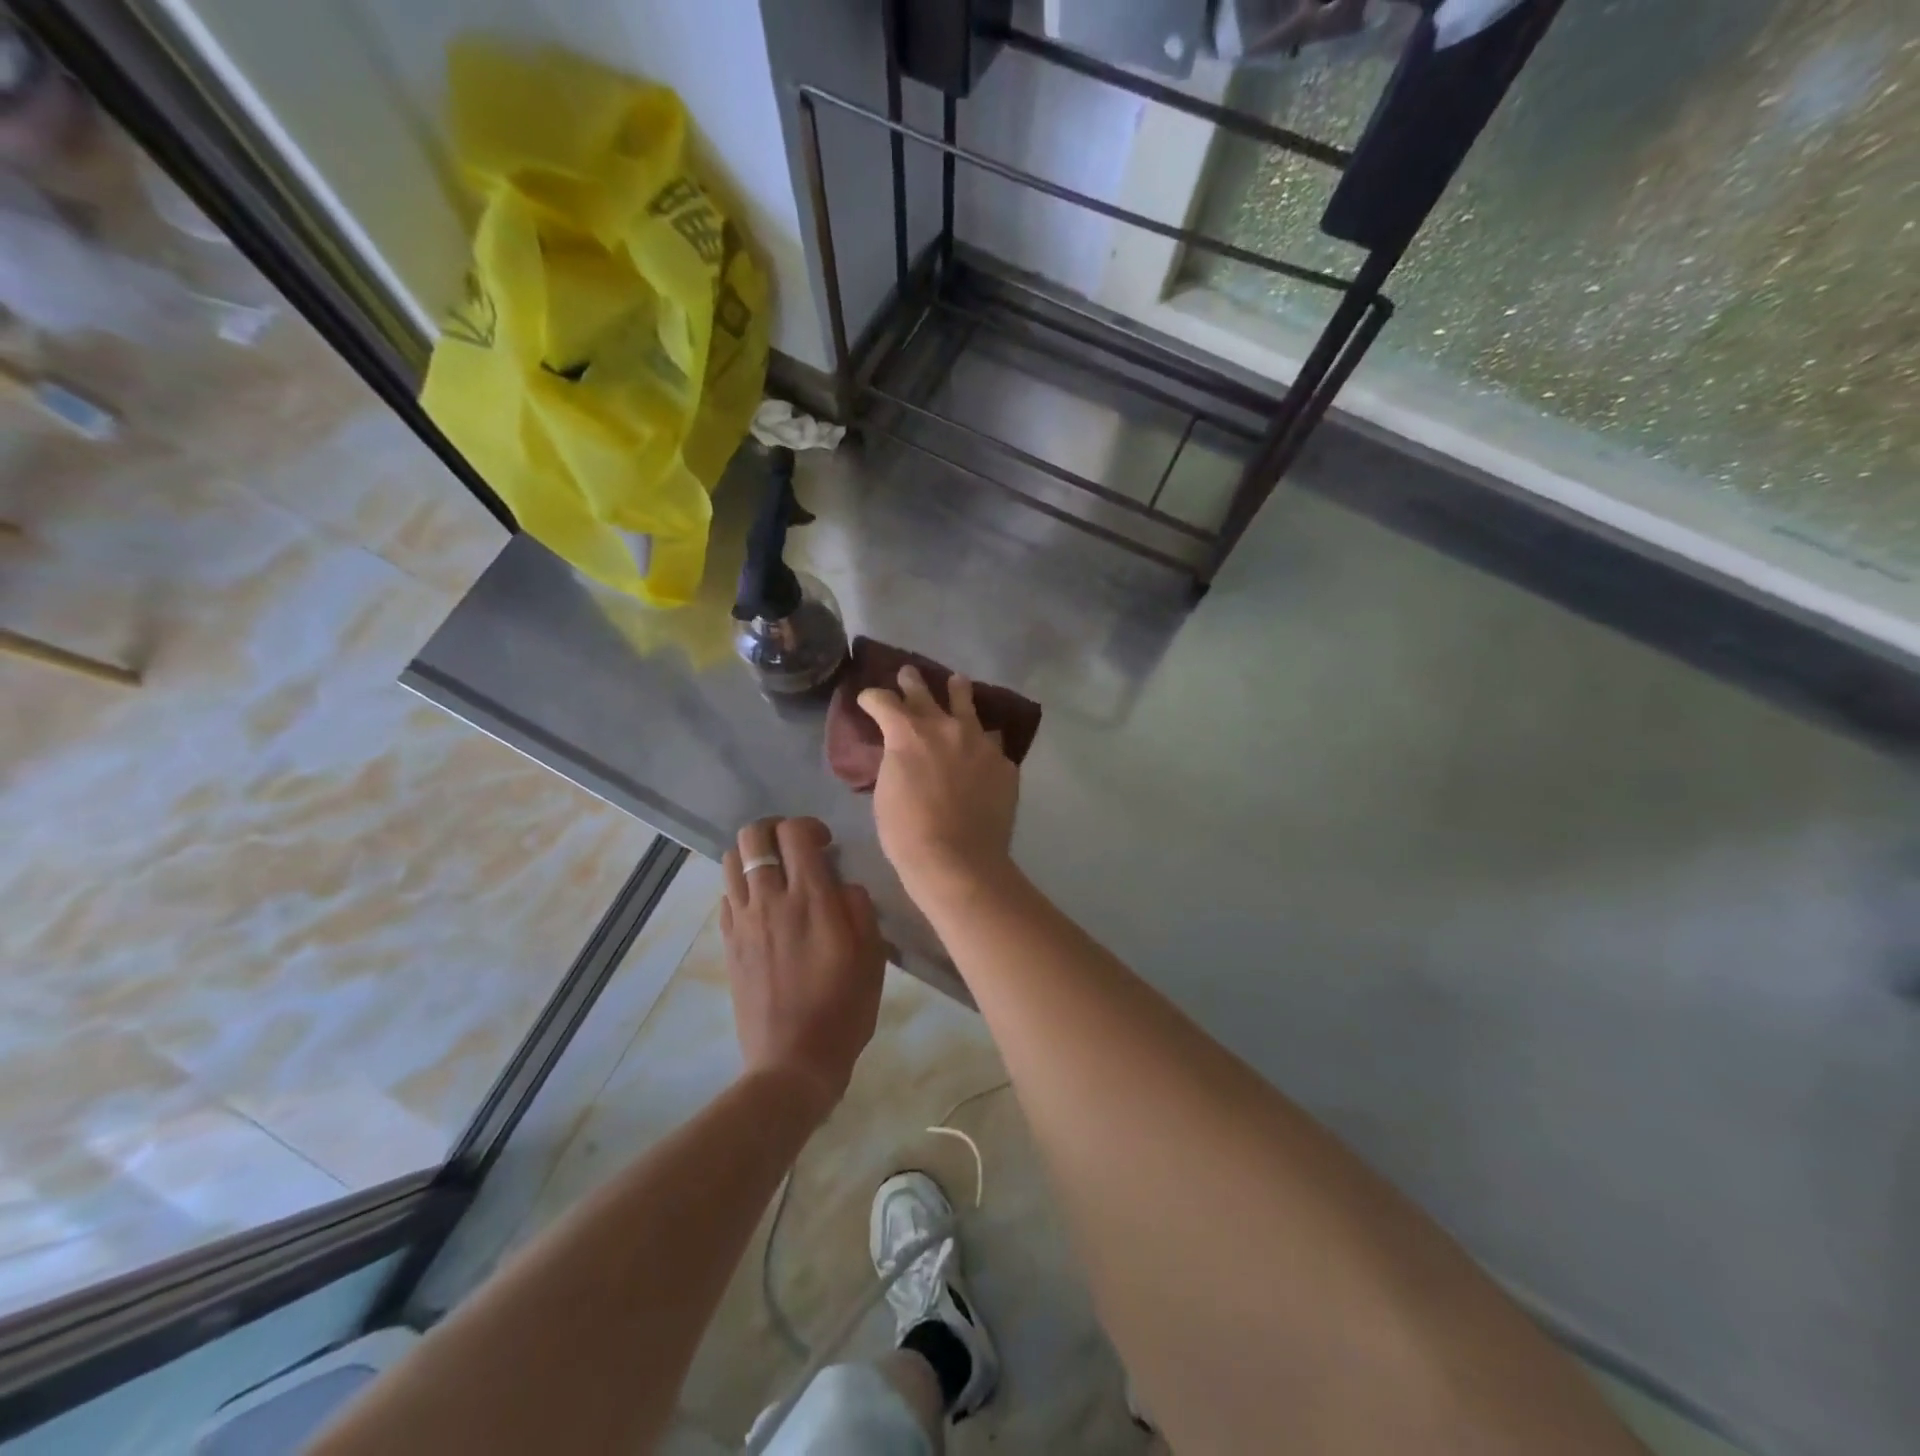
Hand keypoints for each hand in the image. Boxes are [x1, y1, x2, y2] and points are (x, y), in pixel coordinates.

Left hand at [721, 817, 884, 1116]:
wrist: (792, 1063)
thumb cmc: (843, 1010)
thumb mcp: (872, 957)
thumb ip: (859, 909)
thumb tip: (843, 885)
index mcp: (811, 899)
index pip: (794, 832)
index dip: (809, 826)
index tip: (825, 845)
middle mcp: (770, 900)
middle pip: (753, 836)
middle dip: (774, 830)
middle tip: (796, 850)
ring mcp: (743, 922)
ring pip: (730, 860)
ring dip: (753, 856)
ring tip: (776, 875)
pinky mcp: (729, 944)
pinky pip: (726, 896)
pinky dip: (741, 887)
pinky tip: (762, 908)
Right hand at [858, 666, 1019, 901]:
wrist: (958, 859)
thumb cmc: (908, 833)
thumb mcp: (886, 792)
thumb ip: (895, 762)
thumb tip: (902, 754)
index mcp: (908, 733)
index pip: (884, 701)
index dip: (872, 698)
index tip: (868, 699)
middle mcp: (945, 727)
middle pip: (925, 693)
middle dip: (912, 682)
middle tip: (908, 674)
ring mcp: (979, 742)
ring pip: (967, 704)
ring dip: (958, 693)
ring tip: (958, 683)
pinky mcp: (1003, 762)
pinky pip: (991, 742)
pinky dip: (981, 741)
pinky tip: (982, 746)